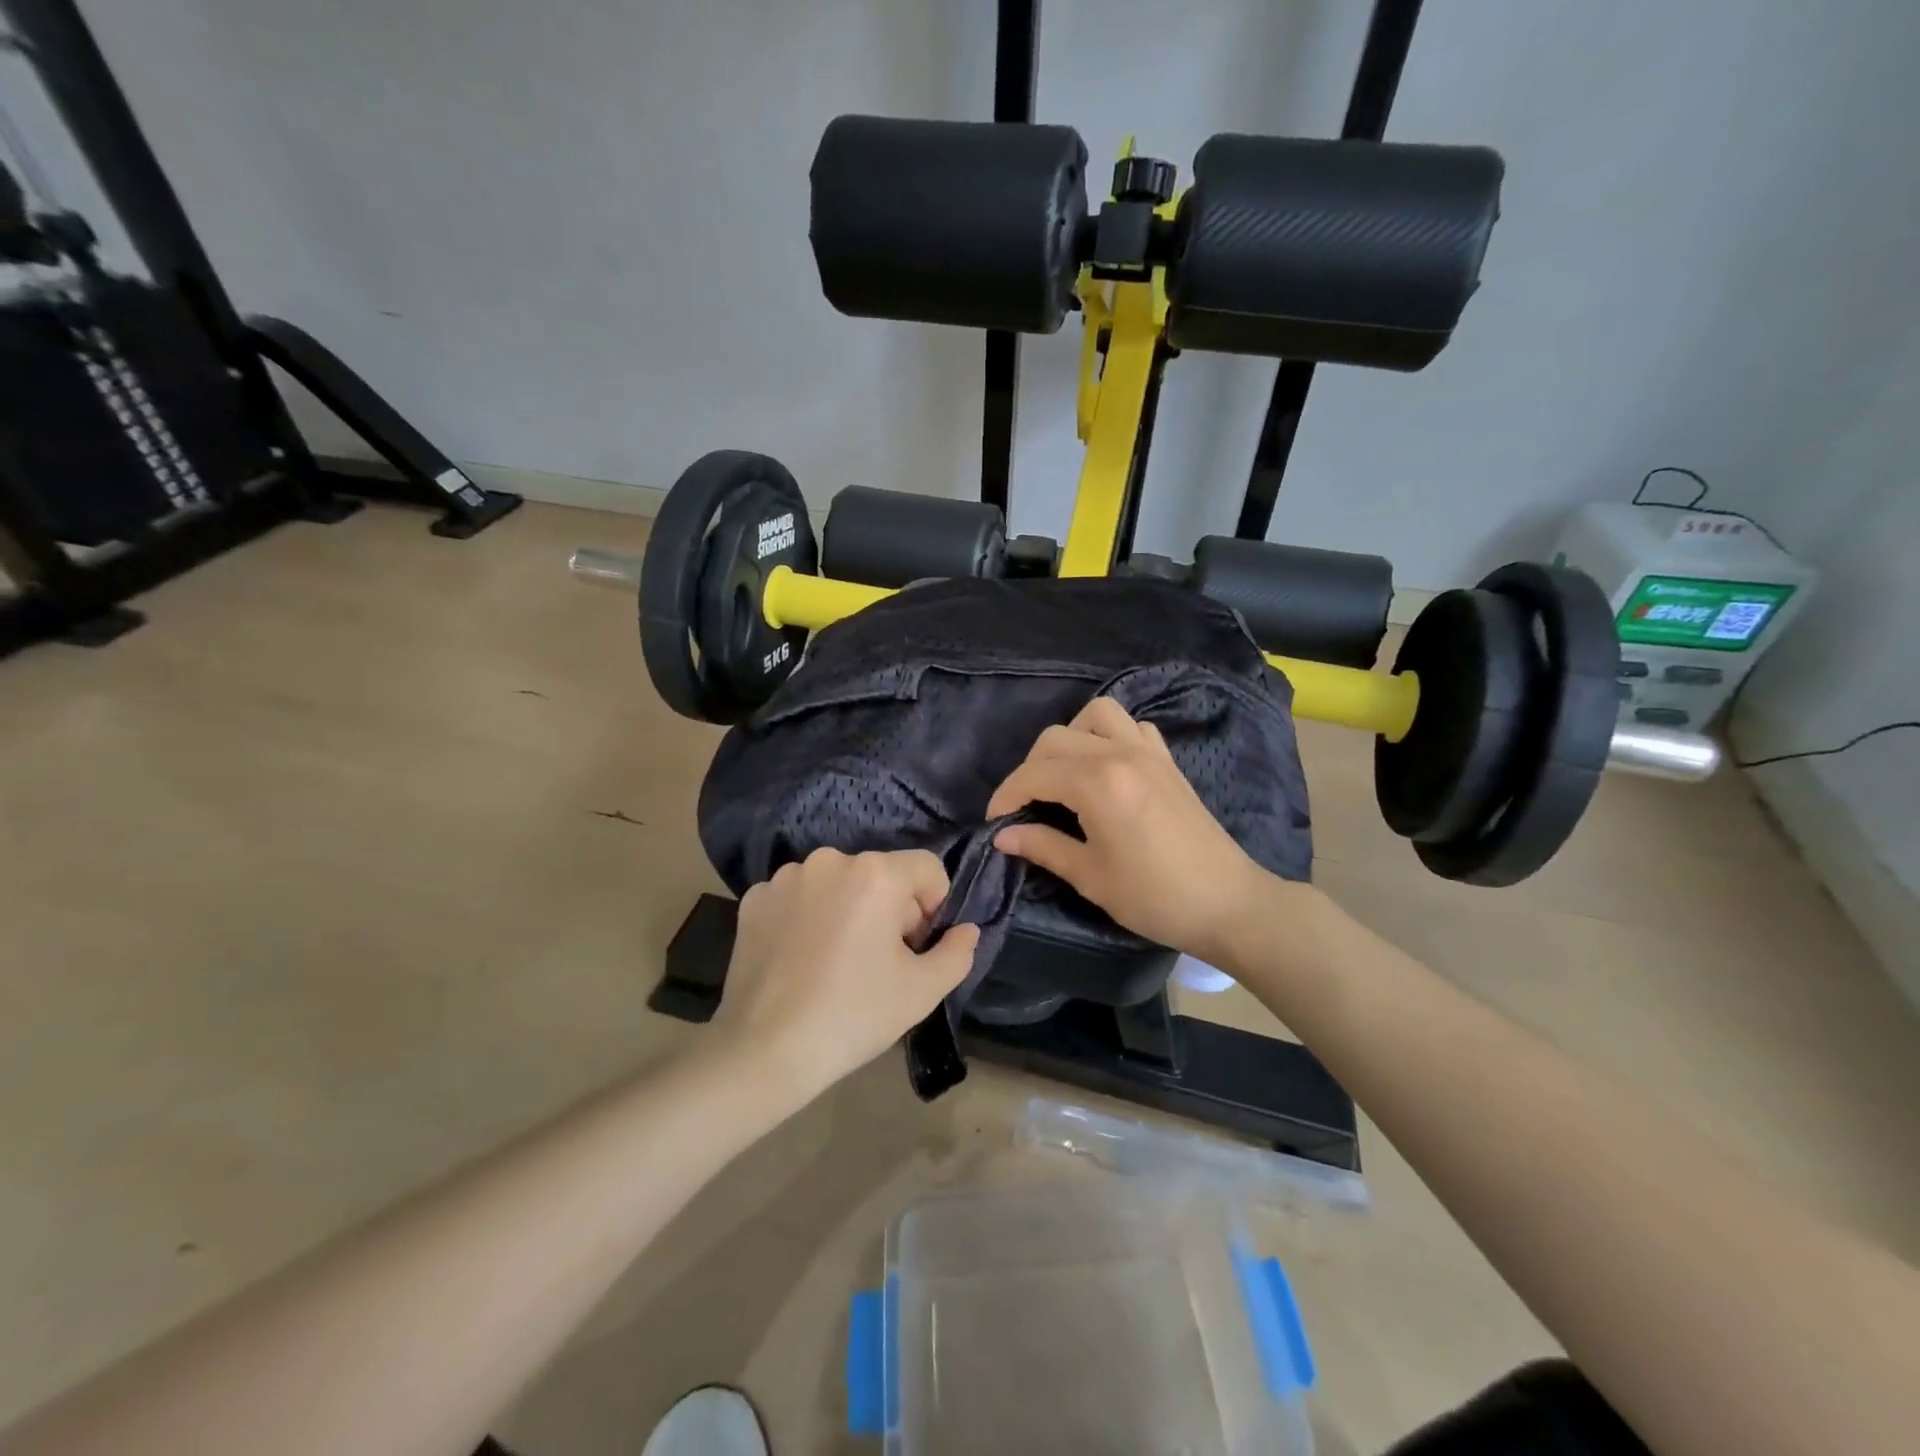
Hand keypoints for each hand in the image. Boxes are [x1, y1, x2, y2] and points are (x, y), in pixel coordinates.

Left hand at [712, 848, 980, 1102]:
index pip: (928, 868)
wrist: (765, 1050)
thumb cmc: (854, 1016)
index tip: (915, 947)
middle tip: (878, 960)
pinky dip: (808, 917)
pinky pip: (799, 896)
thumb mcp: (923, 991)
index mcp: (876, 874)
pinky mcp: (755, 898)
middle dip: (890, 908)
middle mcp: (831, 860)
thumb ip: (957, 952)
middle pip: (882, 874)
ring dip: (848, 909)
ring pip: (839, 883)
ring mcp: (787, 877)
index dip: (934, 906)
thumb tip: (966, 929)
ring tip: (836, 960)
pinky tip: (800, 957)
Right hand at [988, 696, 1270, 960]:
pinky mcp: (1168, 761)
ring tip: (1065, 774)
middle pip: (1056, 738)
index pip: (1034, 773)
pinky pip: (1132, 727)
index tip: (996, 821)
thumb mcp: (1090, 876)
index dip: (1007, 795)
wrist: (1227, 903)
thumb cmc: (1154, 896)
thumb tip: (1003, 835)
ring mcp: (1148, 752)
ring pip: (1097, 715)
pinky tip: (1107, 768)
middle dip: (1030, 768)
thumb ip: (1043, 847)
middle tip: (1026, 805)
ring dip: (1071, 738)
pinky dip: (1110, 736)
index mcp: (1097, 783)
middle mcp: (1119, 754)